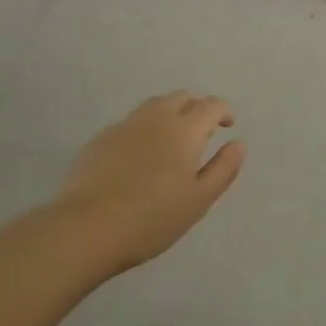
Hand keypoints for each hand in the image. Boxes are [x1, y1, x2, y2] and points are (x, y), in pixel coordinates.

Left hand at [54, 92, 245, 272]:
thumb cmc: (151, 218)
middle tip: (202, 129)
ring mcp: (124, 126)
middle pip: (181, 97)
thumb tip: (238, 143)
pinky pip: (130, 123)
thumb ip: (223, 169)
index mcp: (184, 130)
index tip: (227, 125)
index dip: (222, 111)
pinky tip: (140, 155)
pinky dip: (144, 128)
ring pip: (153, 105)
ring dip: (170, 112)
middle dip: (196, 107)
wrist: (86, 228)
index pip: (210, 105)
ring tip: (172, 138)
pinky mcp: (100, 139)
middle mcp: (155, 118)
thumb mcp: (198, 200)